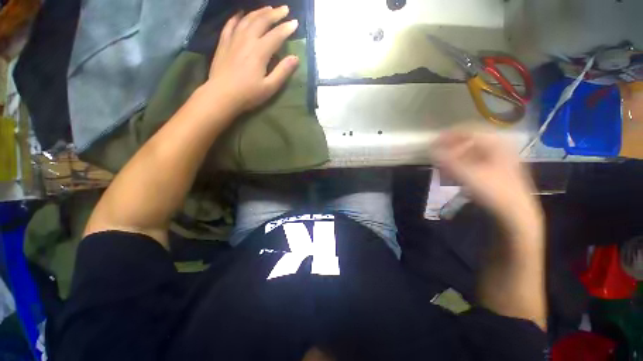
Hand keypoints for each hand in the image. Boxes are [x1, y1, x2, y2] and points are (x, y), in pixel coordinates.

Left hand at [202, 6, 298, 115]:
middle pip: (262, 21)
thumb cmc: (248, 94)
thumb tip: (295, 58)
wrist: (221, 95)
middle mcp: (247, 40)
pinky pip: (230, 24)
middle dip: (275, 14)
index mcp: (260, 52)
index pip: (276, 35)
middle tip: (285, 9)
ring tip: (268, 8)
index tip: (295, 23)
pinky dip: (237, 17)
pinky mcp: (223, 43)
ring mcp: (233, 39)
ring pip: (247, 19)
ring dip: (259, 12)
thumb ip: (282, 71)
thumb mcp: (270, 87)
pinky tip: (241, 13)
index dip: (286, 28)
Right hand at [432, 131, 543, 239]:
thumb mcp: (467, 175)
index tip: (434, 141)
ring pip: (472, 151)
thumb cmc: (494, 191)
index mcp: (496, 144)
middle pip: (470, 141)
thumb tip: (432, 150)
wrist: (516, 213)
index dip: (449, 135)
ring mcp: (499, 159)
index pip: (468, 131)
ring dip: (456, 155)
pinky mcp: (497, 170)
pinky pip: (476, 161)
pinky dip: (463, 163)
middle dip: (451, 146)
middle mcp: (499, 147)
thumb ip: (447, 161)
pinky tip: (455, 171)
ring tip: (444, 163)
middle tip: (438, 153)